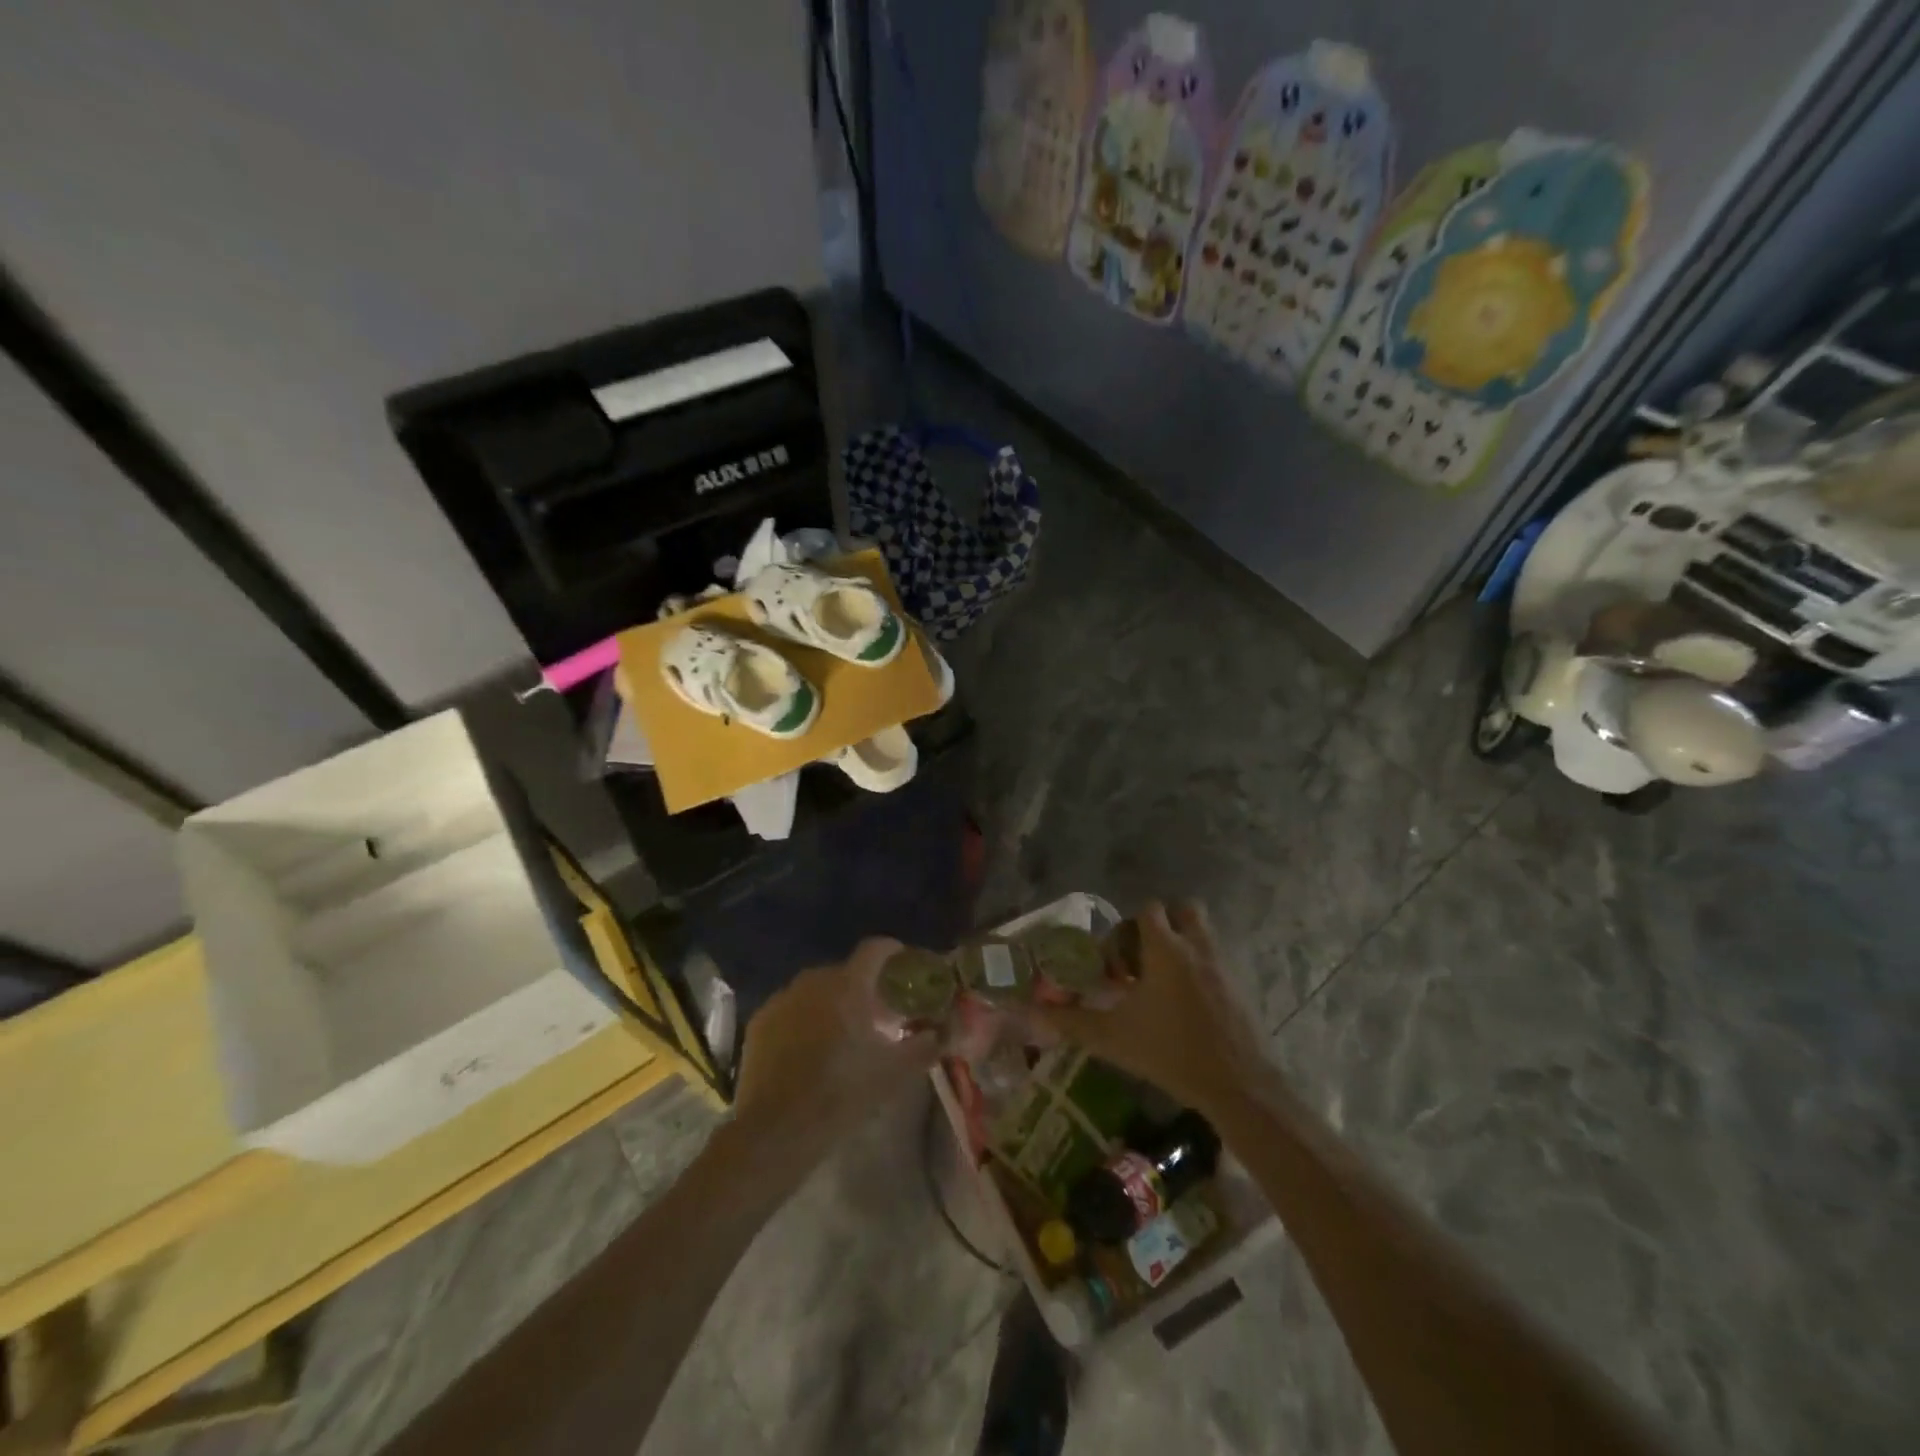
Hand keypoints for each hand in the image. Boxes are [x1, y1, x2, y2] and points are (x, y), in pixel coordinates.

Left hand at [728, 939, 937, 1178]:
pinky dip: (805, 1019)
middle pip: (847, 972)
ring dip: (834, 1003)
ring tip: (844, 1033)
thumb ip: (925, 1046)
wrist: (777, 1130)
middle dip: (865, 987)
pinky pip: (792, 1009)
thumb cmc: (842, 1093)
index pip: (875, 948)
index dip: (893, 951)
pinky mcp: (760, 1022)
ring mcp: (782, 999)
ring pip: (817, 990)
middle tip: (879, 1015)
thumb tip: (944, 1032)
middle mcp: (813, 981)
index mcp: (848, 985)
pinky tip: (810, 1049)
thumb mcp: (894, 1072)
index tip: (905, 966)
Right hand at [1037, 901, 1274, 1114]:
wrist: (1237, 1086)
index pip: (1148, 909)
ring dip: (1184, 945)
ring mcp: (1224, 965)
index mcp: (1166, 948)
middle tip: (1145, 959)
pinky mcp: (1243, 986)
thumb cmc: (1170, 1052)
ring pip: (1204, 934)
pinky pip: (1219, 961)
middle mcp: (1197, 947)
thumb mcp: (1112, 1038)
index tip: (1118, 963)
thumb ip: (1071, 1020)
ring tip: (1165, 983)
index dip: (1129, 928)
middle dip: (1164, 924)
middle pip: (1184, 909)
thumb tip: (1033, 1010)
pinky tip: (1188, 1007)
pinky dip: (1202, 971)